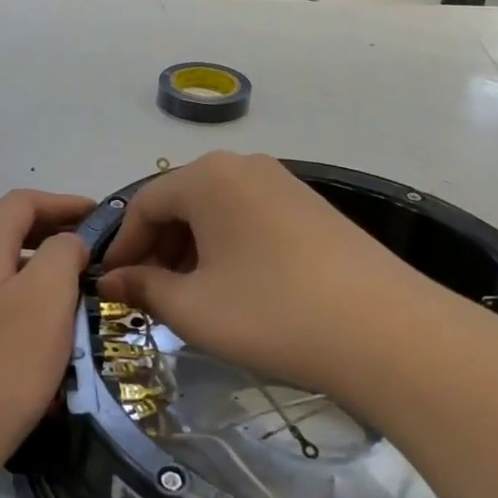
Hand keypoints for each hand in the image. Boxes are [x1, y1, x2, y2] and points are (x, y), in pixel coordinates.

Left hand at [0, 190, 93, 489]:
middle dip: (57, 238)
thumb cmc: (2, 362)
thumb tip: (67, 242)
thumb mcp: (46, 296)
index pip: (23, 202)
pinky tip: (52, 340)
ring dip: (47, 276)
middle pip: (13, 234)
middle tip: (98, 258)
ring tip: (83, 297)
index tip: (103, 220)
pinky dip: (31, 309)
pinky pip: (1, 309)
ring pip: (9, 274)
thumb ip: (63, 253)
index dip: (65, 203)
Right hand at [99, 153, 448, 396]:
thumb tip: (113, 280)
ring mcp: (283, 183)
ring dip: (192, 249)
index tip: (113, 286)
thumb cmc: (270, 313)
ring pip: (217, 210)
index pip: (144, 204)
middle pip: (181, 202)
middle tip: (151, 295)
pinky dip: (229, 246)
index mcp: (207, 178)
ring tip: (192, 295)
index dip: (123, 247)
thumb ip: (144, 287)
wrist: (384, 330)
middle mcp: (243, 166)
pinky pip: (250, 217)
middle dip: (158, 248)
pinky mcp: (312, 207)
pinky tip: (237, 286)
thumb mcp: (193, 308)